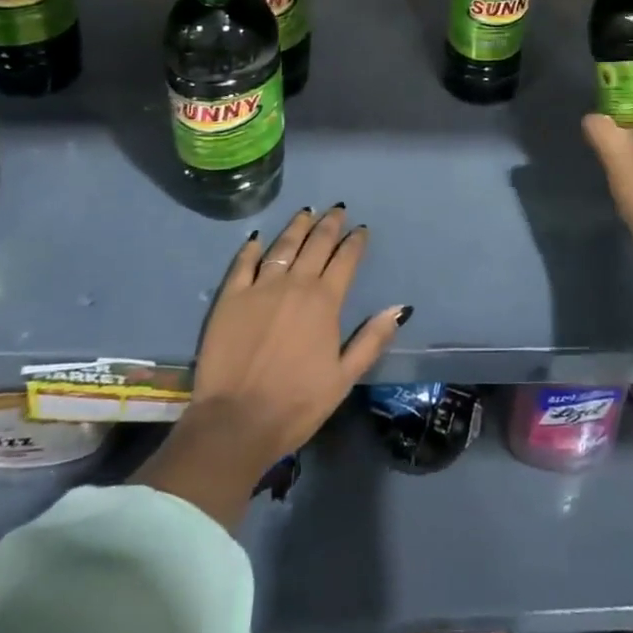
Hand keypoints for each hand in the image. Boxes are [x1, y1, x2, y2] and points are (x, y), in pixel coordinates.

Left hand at [136, 207, 410, 530]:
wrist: (236, 422)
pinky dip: (252, 247)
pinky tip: (257, 238)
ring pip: (283, 246)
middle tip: (337, 210)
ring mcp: (260, 287)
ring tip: (306, 212)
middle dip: (329, 225)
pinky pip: (243, 263)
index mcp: (325, 301)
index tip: (362, 229)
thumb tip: (401, 307)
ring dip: (297, 227)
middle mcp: (295, 284)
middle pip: (316, 244)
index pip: (345, 260)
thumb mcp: (344, 378)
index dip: (355, 242)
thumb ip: (372, 339)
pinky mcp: (230, 297)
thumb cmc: (297, 403)